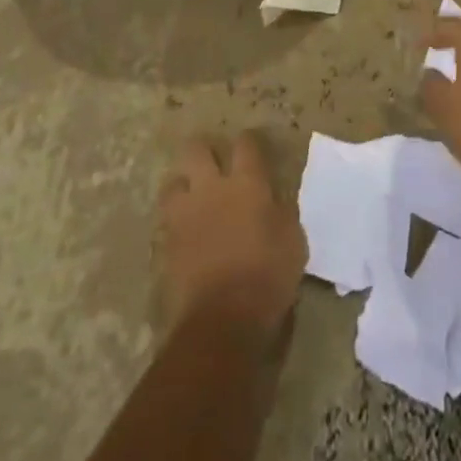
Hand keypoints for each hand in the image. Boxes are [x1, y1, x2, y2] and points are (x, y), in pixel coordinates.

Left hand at [158, 133, 305, 343]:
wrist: (223, 320)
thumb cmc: (268, 277)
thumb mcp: (293, 241)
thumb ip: (281, 213)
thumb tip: (274, 203)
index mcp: (247, 183)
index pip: (246, 144)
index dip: (249, 141)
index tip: (252, 144)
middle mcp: (212, 188)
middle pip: (197, 149)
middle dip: (204, 150)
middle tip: (213, 161)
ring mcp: (185, 214)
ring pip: (173, 181)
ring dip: (183, 184)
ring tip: (192, 195)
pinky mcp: (167, 243)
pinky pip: (167, 219)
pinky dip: (176, 219)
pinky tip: (185, 229)